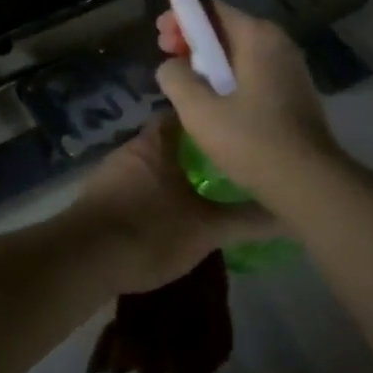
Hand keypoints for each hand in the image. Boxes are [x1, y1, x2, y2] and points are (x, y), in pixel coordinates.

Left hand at [66, 116, 276, 294]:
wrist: (83, 258)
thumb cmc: (148, 231)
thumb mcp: (205, 229)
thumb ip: (246, 220)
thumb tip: (290, 214)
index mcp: (156, 142)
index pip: (185, 114)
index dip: (209, 119)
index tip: (234, 131)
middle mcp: (131, 149)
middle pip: (168, 140)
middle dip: (194, 152)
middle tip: (226, 168)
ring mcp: (111, 172)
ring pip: (150, 165)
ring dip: (172, 175)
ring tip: (203, 194)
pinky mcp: (99, 198)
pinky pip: (134, 187)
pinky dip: (152, 195)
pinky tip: (169, 217)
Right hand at [155, 0, 338, 200]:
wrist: (310, 185)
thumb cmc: (252, 141)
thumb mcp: (199, 110)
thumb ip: (175, 77)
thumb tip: (171, 65)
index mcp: (258, 37)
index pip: (212, 9)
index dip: (180, 18)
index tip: (160, 38)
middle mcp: (279, 44)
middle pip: (226, 29)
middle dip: (192, 41)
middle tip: (167, 59)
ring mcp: (291, 69)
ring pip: (239, 53)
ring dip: (209, 62)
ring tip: (186, 84)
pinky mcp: (294, 94)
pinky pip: (253, 73)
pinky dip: (229, 78)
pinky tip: (214, 102)